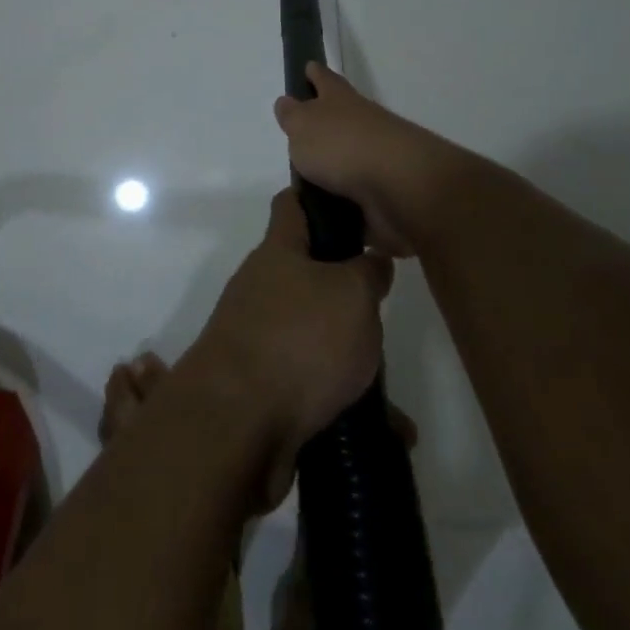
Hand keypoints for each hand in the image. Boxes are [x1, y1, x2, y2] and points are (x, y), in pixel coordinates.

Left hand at [187, 188, 393, 509]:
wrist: (238, 425)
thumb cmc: (299, 340)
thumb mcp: (352, 294)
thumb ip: (368, 272)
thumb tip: (371, 261)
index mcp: (278, 252)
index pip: (292, 205)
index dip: (319, 198)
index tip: (355, 206)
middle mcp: (261, 288)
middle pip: (306, 274)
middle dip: (345, 291)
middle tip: (382, 307)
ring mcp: (257, 337)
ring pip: (313, 335)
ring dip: (349, 356)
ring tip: (392, 383)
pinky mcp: (261, 387)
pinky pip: (311, 385)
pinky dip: (345, 401)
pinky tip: (388, 430)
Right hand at [273, 62, 448, 256]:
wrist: (400, 187)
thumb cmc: (342, 146)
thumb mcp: (304, 126)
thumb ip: (293, 116)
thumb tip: (287, 102)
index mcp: (341, 100)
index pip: (325, 79)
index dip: (315, 73)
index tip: (308, 67)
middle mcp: (362, 123)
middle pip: (341, 117)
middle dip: (325, 122)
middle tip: (301, 133)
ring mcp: (377, 158)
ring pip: (350, 156)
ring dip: (334, 166)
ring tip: (306, 182)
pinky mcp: (385, 192)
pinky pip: (358, 194)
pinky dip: (344, 201)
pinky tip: (326, 211)